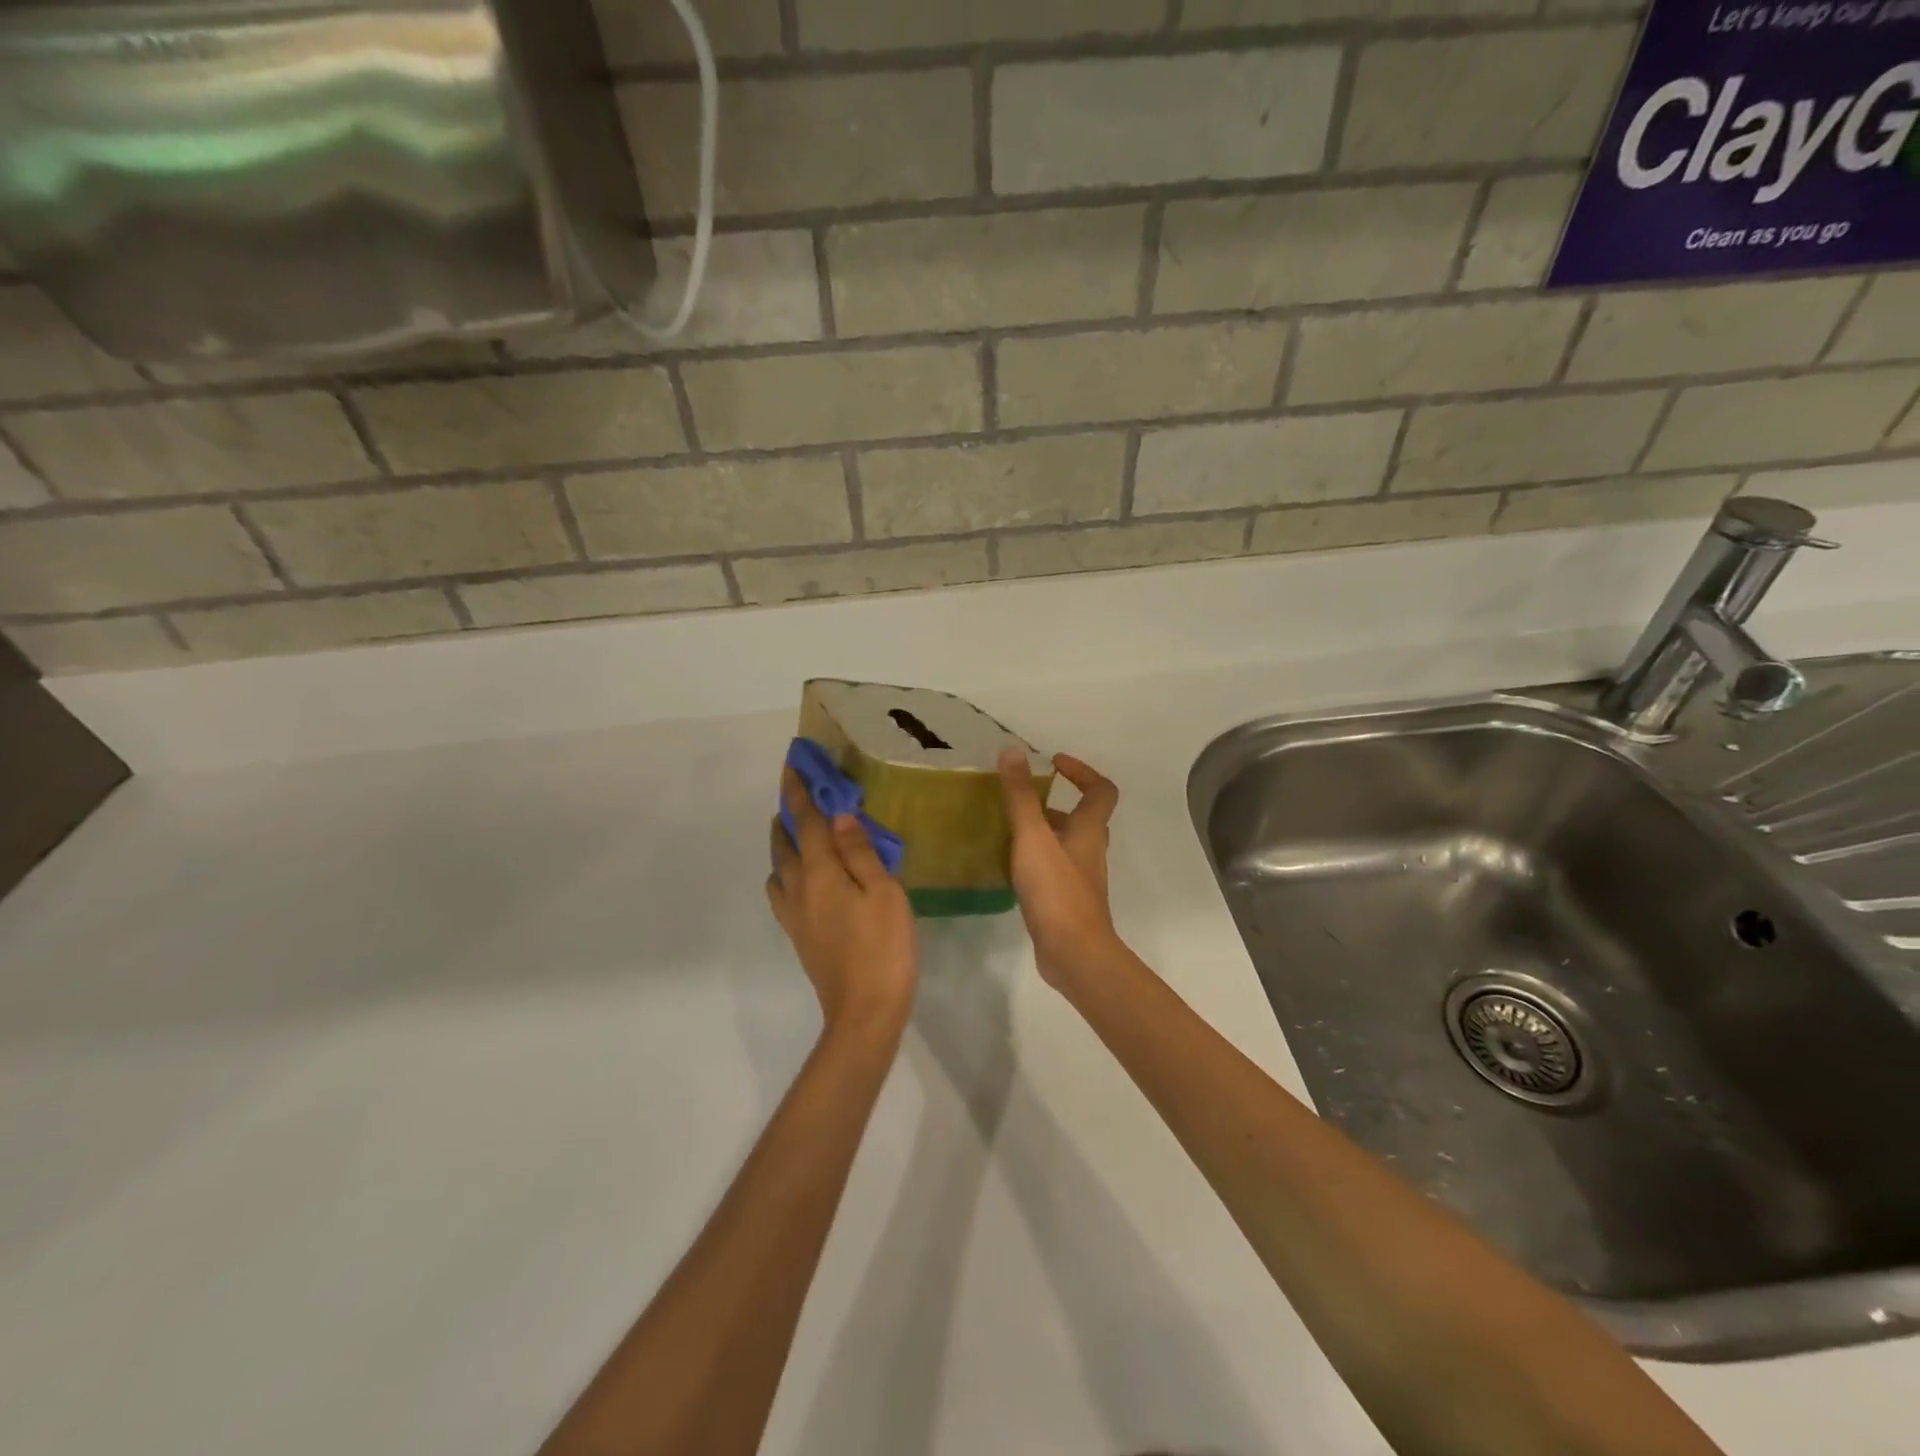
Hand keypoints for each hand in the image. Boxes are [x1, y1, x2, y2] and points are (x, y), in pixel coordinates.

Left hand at [768, 768, 917, 1035]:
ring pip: (778, 869)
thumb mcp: (883, 892)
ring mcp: (795, 915)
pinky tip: (806, 880)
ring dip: (784, 846)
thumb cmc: (883, 946)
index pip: (806, 822)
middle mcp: (798, 889)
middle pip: (784, 844)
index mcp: (819, 872)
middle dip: (788, 816)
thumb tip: (838, 815)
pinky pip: (783, 892)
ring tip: (801, 836)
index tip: (791, 766)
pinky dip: (787, 873)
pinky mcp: (799, 936)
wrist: (865, 1012)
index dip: (798, 792)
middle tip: (798, 797)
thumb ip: (859, 852)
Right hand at [998, 749, 1122, 987]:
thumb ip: (1021, 795)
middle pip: (1083, 818)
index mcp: (1089, 830)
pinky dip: (1037, 860)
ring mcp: (1081, 879)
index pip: (1101, 790)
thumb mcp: (1033, 836)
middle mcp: (1090, 851)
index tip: (1054, 763)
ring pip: (1066, 845)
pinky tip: (1011, 867)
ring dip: (1044, 833)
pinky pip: (1055, 870)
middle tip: (1022, 800)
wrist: (1074, 953)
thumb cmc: (1056, 890)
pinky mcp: (1068, 902)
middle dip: (1054, 804)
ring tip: (1009, 830)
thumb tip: (1013, 751)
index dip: (1082, 772)